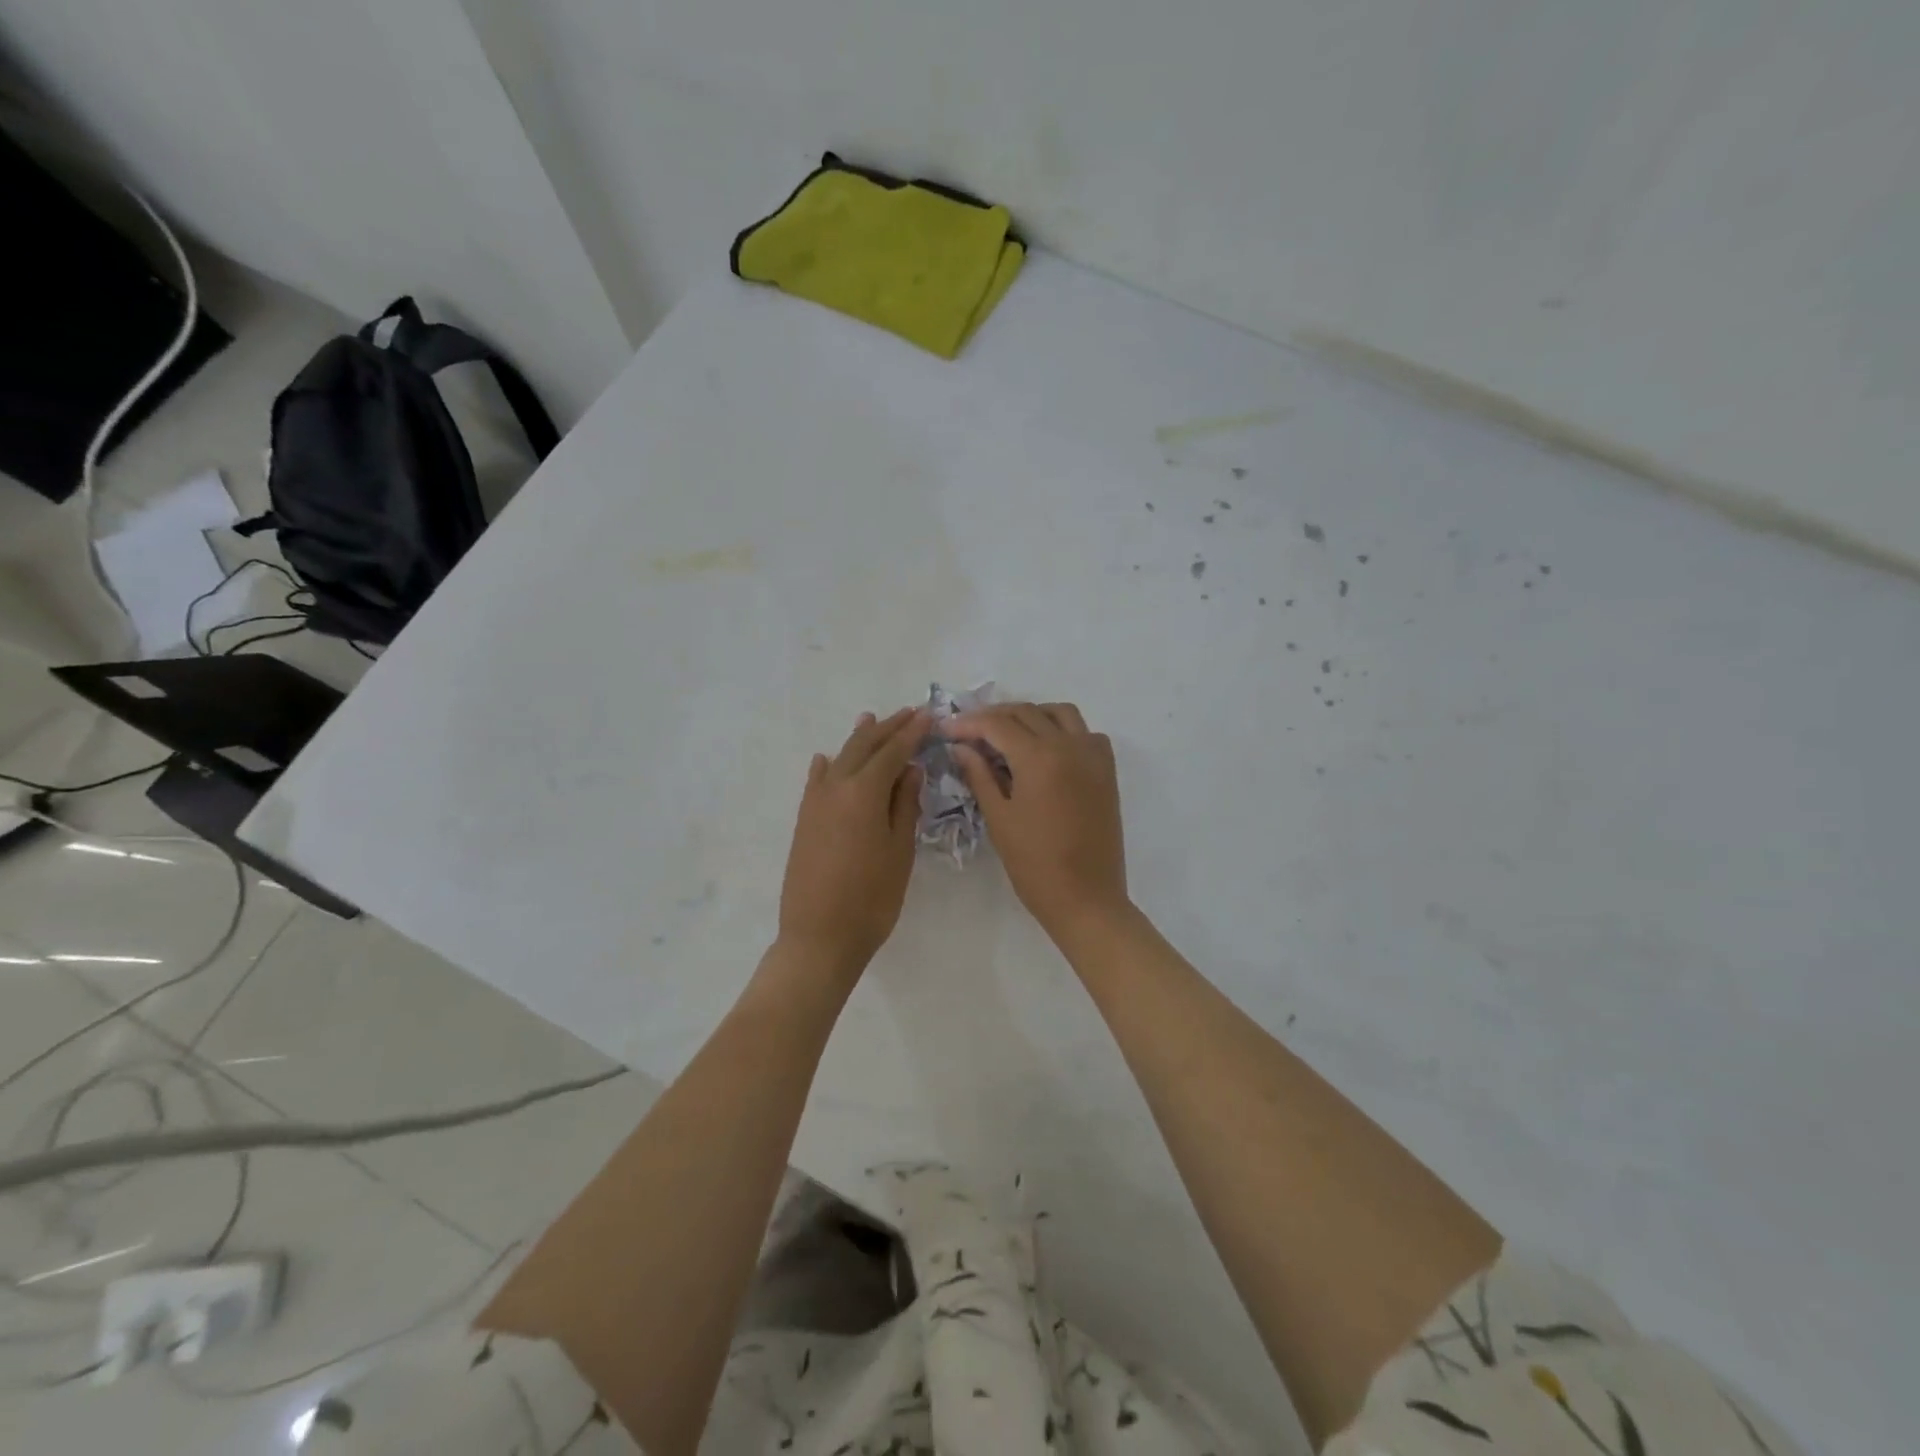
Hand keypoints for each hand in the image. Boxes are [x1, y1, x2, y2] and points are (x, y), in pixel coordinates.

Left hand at [778, 707, 927, 977]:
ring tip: (871, 721)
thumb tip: (909, 769)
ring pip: (839, 759)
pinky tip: (826, 759)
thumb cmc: (872, 898)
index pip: (892, 752)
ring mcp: (814, 803)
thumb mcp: (900, 851)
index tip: (928, 716)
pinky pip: (816, 781)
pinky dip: (827, 765)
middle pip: (863, 747)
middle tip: (907, 713)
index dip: (911, 733)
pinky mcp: (804, 821)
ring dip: (858, 740)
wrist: (820, 937)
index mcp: (864, 792)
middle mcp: (835, 787)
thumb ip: (905, 805)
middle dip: (886, 728)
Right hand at [947, 702, 1129, 945]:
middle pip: (1027, 712)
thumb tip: (961, 747)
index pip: (997, 724)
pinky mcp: (1107, 771)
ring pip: (1060, 713)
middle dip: (993, 717)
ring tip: (1006, 734)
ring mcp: (1093, 755)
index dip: (967, 723)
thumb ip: (979, 775)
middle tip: (967, 732)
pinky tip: (1045, 750)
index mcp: (1039, 757)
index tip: (944, 729)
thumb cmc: (1035, 865)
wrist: (1087, 899)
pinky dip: (1062, 729)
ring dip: (1030, 715)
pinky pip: (1085, 732)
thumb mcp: (999, 818)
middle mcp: (1069, 745)